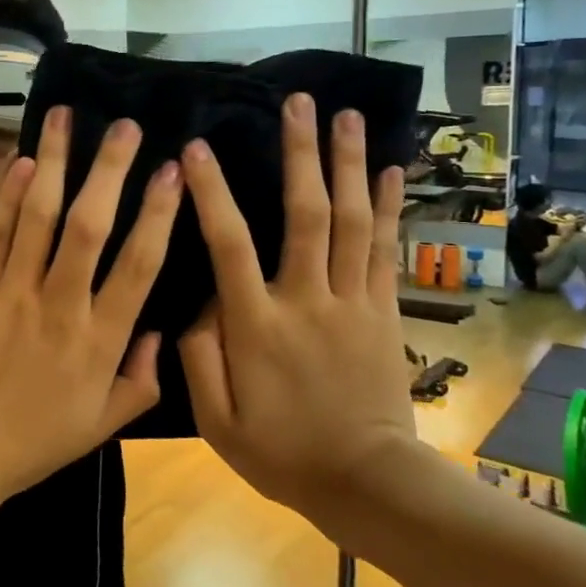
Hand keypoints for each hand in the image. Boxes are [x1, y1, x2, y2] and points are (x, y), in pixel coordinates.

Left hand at [0, 107, 181, 502]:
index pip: (140, 264)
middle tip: (128, 126)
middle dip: (112, 170)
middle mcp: (62, 306)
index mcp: (100, 339)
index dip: (159, 213)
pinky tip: (24, 161)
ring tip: (68, 118)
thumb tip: (162, 333)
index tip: (173, 171)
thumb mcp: (101, 425)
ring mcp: (13, 293)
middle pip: (92, 225)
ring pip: (40, 216)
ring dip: (57, 163)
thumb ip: (141, 381)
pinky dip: (9, 195)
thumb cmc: (33, 441)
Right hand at [177, 95, 417, 526]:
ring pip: (352, 221)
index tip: (196, 148)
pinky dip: (388, 207)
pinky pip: (385, 250)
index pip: (229, 245)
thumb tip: (195, 301)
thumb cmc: (281, 452)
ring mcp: (352, 302)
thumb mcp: (216, 420)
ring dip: (348, 165)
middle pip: (306, 214)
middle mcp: (307, 300)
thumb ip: (196, 356)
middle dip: (301, 154)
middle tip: (298, 103)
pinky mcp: (382, 311)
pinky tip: (390, 170)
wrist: (368, 483)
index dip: (211, 193)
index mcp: (257, 324)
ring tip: (346, 116)